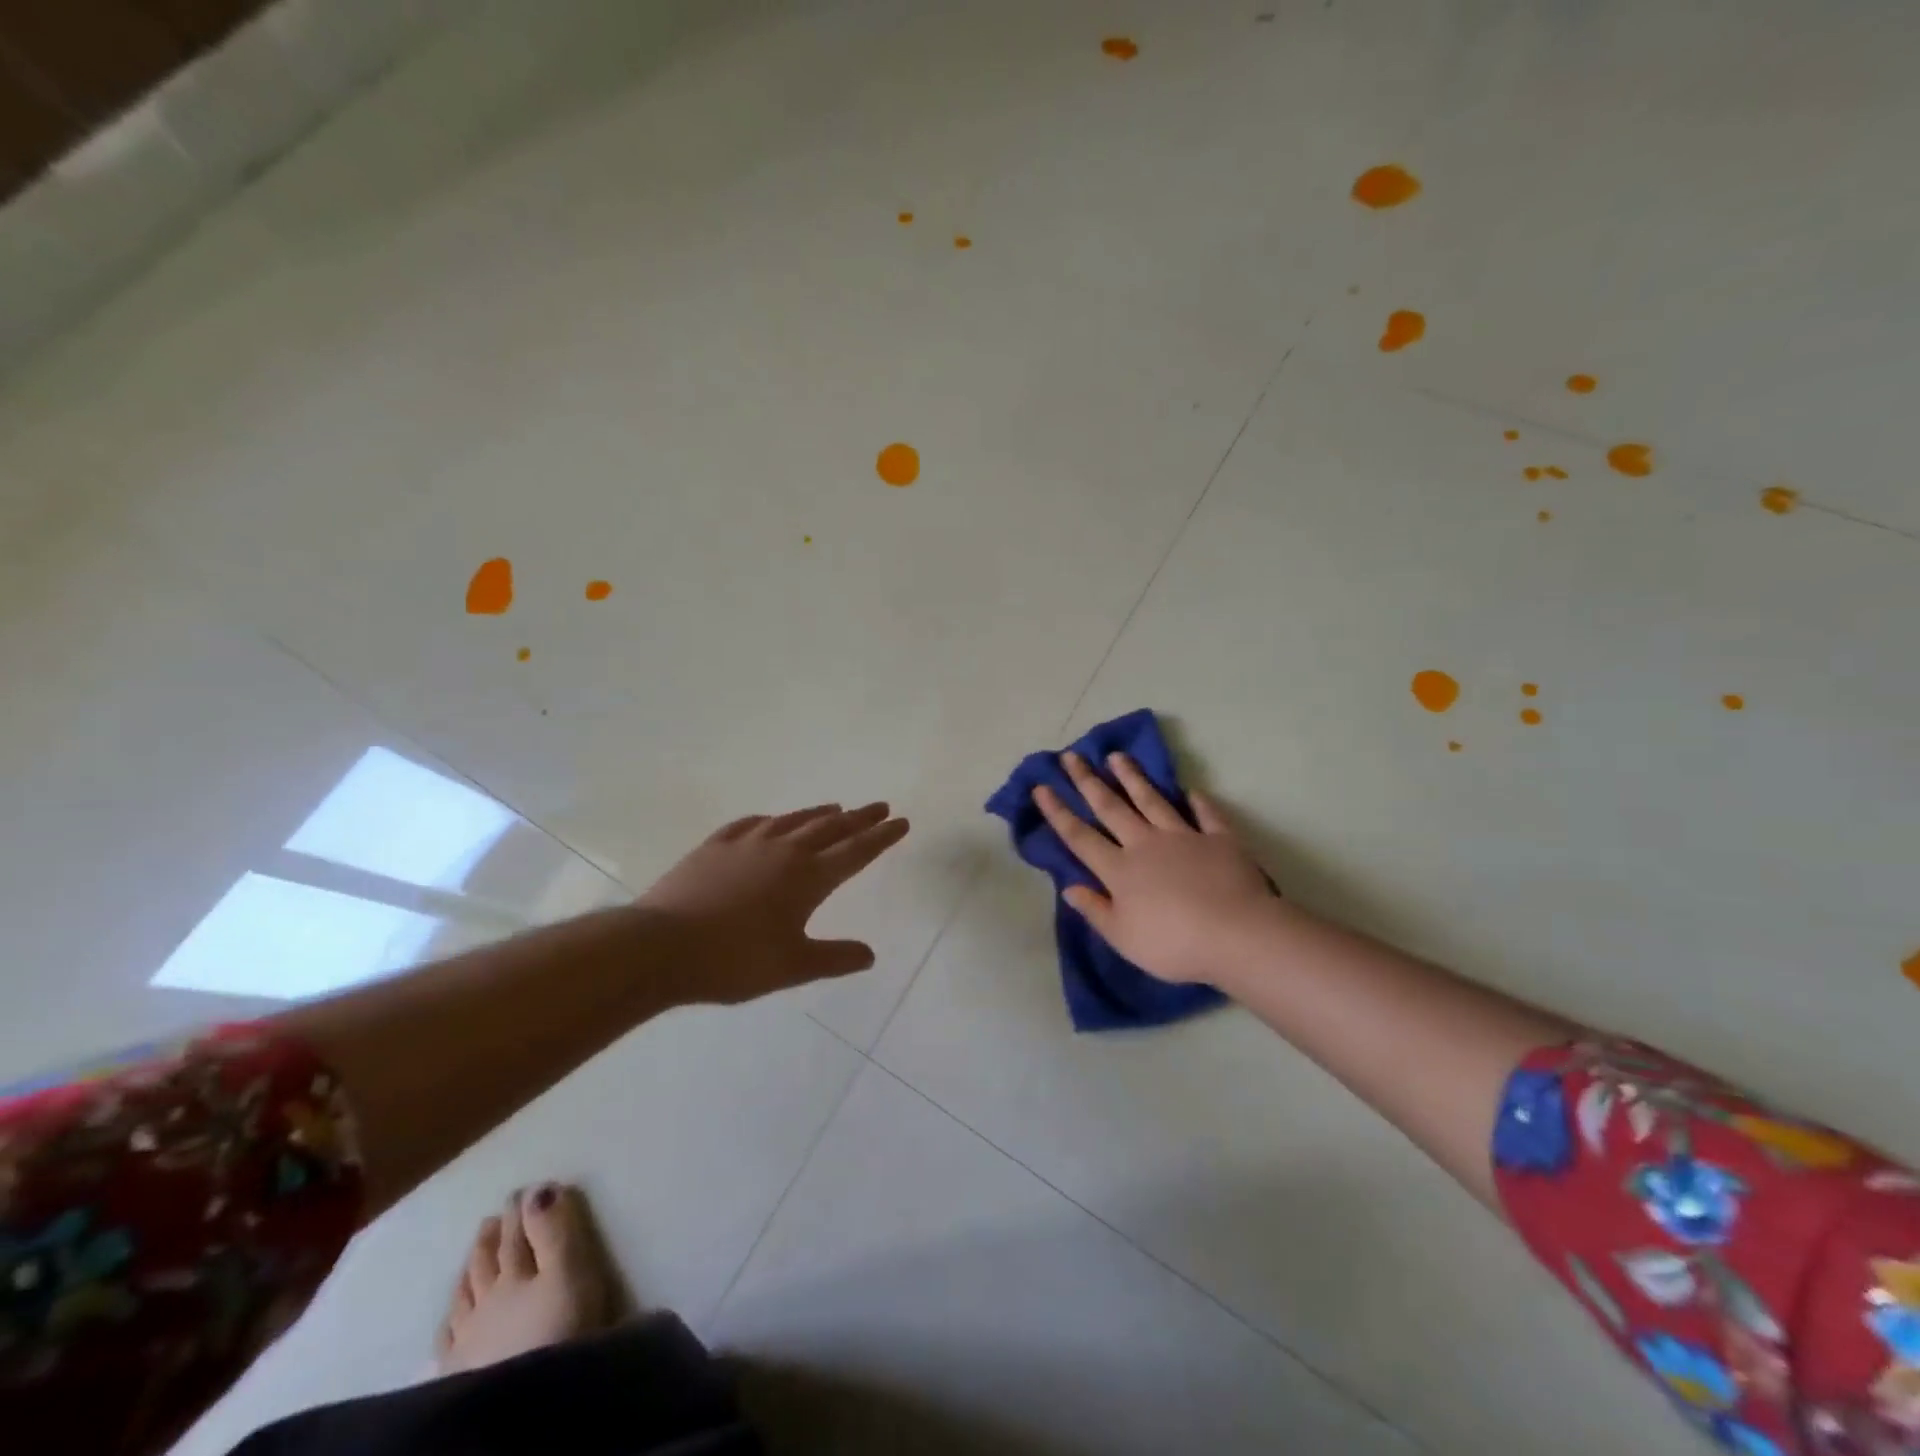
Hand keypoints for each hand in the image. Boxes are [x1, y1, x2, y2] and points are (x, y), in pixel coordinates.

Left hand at [638, 803, 909, 1003]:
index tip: (901, 822)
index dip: (882, 837)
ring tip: (836, 808)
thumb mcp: (793, 967)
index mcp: (808, 878)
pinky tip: (771, 821)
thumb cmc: (734, 960)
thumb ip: (834, 958)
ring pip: (793, 820)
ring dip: (819, 813)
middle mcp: (783, 850)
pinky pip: (752, 823)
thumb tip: (870, 955)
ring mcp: (747, 843)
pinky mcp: (715, 845)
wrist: (662, 946)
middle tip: (880, 807)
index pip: (856, 851)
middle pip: (831, 828)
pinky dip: (772, 820)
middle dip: (859, 818)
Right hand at [1033, 753, 1276, 987]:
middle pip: (1111, 807)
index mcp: (1119, 870)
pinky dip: (1198, 801)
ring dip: (1133, 777)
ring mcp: (1183, 837)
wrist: (1236, 934)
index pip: (1080, 836)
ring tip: (1117, 756)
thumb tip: (1068, 887)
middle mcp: (1145, 844)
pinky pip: (1206, 814)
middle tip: (1072, 756)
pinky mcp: (1219, 839)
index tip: (1042, 787)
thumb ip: (1095, 910)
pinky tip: (1192, 790)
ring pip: (1152, 800)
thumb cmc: (1173, 944)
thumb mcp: (1123, 938)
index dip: (1058, 812)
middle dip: (1088, 781)